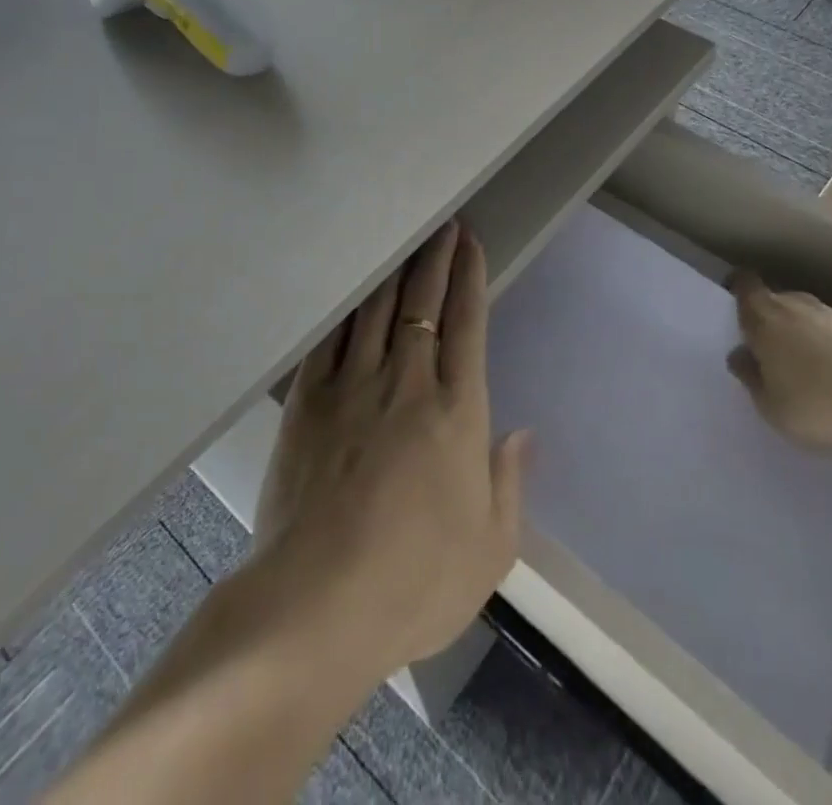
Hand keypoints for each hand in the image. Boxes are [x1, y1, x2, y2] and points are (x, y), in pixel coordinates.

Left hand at [255, 221, 528, 677]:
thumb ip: (508, 483)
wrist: (316, 605)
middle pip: (422, 303)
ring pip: (376, 310)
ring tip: (404, 244)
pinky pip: (329, 338)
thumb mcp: (489, 548)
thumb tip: (523, 433)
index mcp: (456, 412)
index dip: (470, 278)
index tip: (471, 244)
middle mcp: (407, 383)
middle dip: (435, 260)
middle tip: (442, 227)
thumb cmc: (415, 582)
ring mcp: (352, 387)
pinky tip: (350, 293)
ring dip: (394, 272)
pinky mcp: (308, 403)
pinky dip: (344, 309)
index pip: (468, 325)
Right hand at [725, 273, 831, 452]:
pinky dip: (821, 342)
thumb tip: (740, 354)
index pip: (744, 285)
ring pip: (800, 313)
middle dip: (766, 316)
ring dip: (795, 331)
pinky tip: (828, 371)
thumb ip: (751, 378)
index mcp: (764, 316)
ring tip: (797, 364)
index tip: (734, 310)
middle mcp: (794, 304)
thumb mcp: (772, 406)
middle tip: (764, 348)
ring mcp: (830, 313)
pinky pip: (826, 328)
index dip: (737, 291)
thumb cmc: (820, 403)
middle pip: (772, 298)